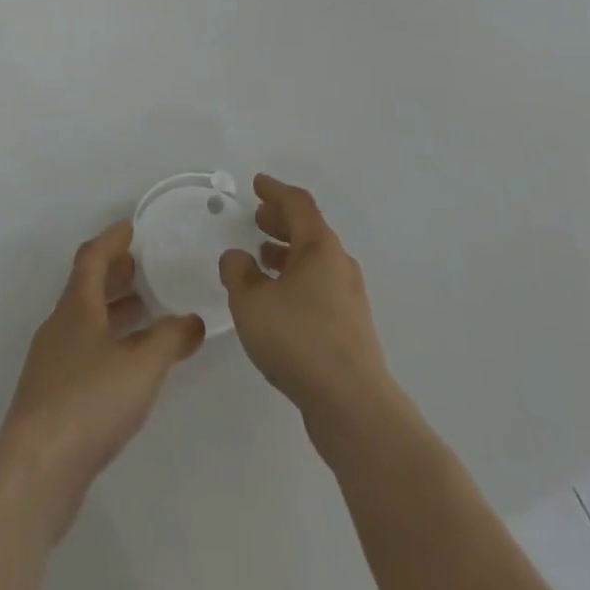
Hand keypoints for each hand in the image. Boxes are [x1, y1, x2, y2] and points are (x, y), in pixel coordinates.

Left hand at [0, 220, 204, 535]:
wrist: (34, 471)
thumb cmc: (88, 401)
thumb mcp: (141, 366)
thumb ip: (170, 339)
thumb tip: (193, 321)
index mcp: (77, 307)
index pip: (92, 258)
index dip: (111, 240)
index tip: (130, 228)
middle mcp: (60, 327)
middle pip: (86, 288)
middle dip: (114, 275)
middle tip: (142, 267)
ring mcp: (51, 364)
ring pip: (85, 323)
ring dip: (112, 312)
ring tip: (145, 312)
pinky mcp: (51, 399)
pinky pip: (83, 353)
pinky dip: (107, 344)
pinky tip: (127, 366)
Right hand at [219, 174, 395, 424]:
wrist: (352, 406)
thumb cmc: (299, 339)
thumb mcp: (251, 302)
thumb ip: (238, 273)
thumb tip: (237, 258)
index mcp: (320, 246)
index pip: (297, 204)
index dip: (275, 190)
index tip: (257, 184)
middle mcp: (339, 264)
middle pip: (309, 230)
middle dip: (281, 221)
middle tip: (257, 218)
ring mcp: (348, 298)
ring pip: (314, 262)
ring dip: (287, 254)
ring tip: (261, 259)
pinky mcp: (349, 329)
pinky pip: (318, 288)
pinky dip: (296, 281)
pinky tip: (277, 302)